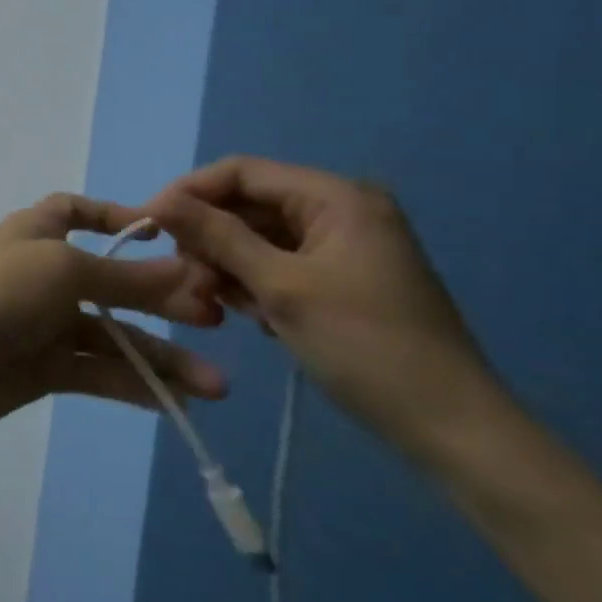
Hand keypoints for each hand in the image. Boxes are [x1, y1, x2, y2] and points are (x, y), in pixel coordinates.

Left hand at [0, 193, 228, 442]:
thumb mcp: (66, 271)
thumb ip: (130, 278)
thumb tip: (193, 273)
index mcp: (38, 232)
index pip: (76, 212)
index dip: (117, 218)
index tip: (167, 236)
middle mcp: (43, 273)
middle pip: (113, 281)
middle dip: (163, 299)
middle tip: (217, 321)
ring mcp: (42, 322)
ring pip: (113, 336)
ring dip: (161, 358)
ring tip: (215, 387)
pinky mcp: (42, 368)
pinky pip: (97, 372)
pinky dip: (132, 385)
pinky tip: (173, 404)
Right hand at [149, 156, 504, 458]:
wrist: (453, 430)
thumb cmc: (366, 347)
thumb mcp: (280, 287)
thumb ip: (216, 236)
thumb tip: (158, 202)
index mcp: (335, 197)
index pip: (240, 172)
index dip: (189, 192)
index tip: (148, 226)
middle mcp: (338, 210)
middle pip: (246, 204)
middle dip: (207, 237)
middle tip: (183, 280)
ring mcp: (340, 246)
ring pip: (255, 237)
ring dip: (224, 265)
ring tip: (210, 305)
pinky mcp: (338, 279)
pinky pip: (276, 264)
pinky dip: (250, 283)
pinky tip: (243, 314)